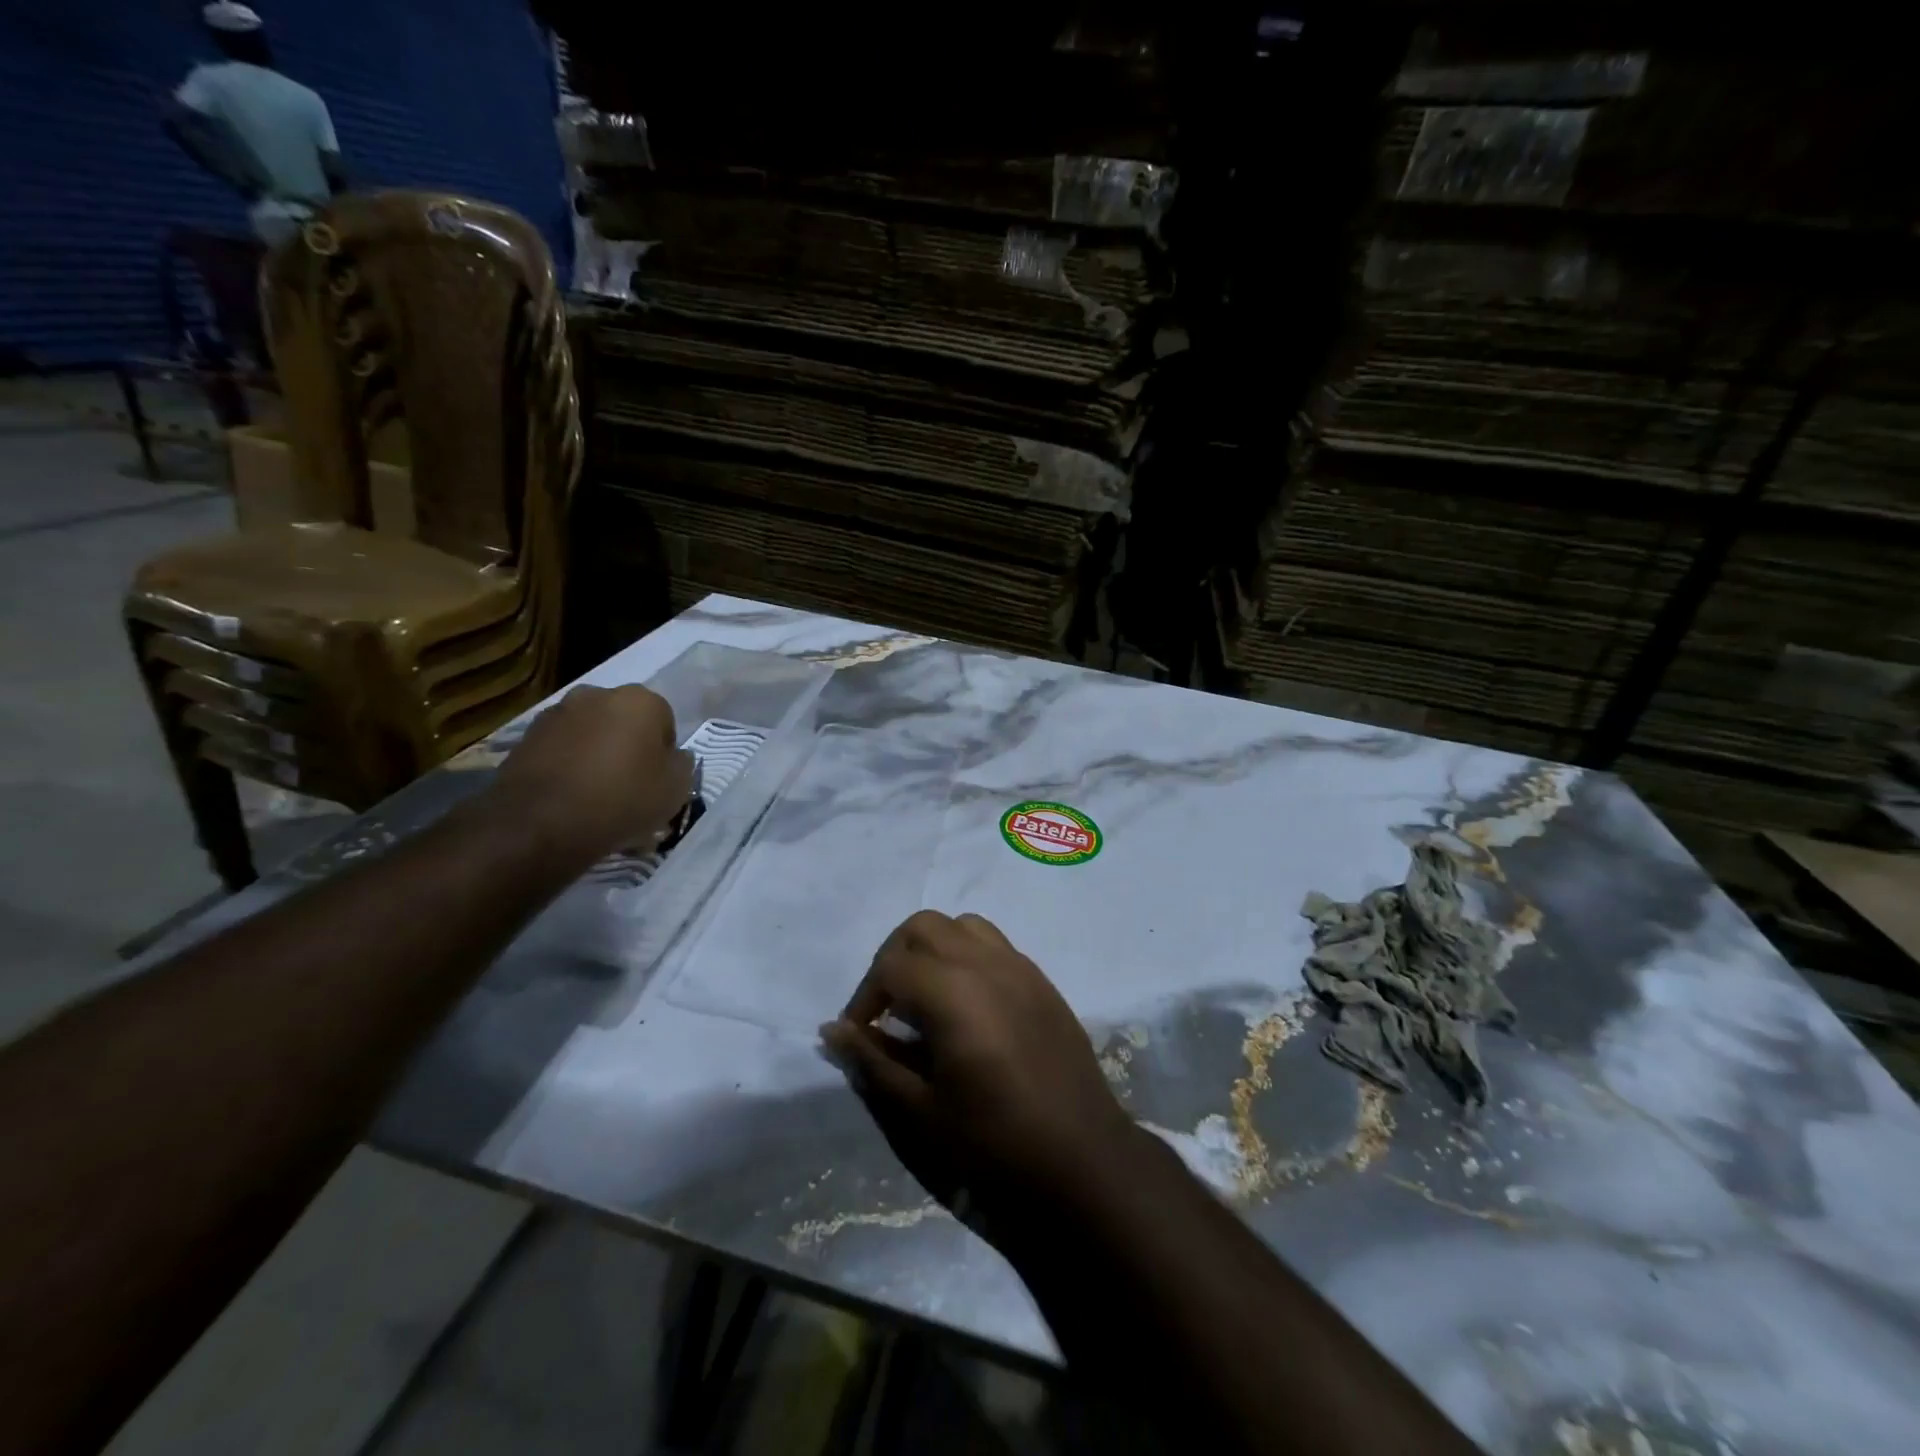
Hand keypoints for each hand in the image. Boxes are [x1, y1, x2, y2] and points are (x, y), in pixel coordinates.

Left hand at [485, 685, 693, 866]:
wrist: (540, 822)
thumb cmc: (622, 799)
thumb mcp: (676, 789)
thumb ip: (682, 765)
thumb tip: (674, 756)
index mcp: (641, 700)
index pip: (665, 720)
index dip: (664, 752)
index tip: (658, 779)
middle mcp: (598, 694)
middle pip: (625, 720)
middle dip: (629, 745)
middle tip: (630, 783)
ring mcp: (558, 713)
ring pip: (591, 732)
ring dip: (597, 752)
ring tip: (596, 792)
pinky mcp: (526, 736)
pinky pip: (561, 748)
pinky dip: (568, 764)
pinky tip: (569, 795)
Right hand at [821, 911, 1138, 1216]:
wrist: (1083, 1158)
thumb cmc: (995, 1141)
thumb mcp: (921, 1112)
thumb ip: (874, 1062)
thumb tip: (831, 1031)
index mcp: (952, 992)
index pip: (890, 966)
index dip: (863, 998)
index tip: (859, 1036)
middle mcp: (985, 963)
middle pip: (923, 927)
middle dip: (893, 959)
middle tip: (886, 1009)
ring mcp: (1019, 966)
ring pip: (962, 925)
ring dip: (933, 948)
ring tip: (925, 998)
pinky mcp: (1041, 979)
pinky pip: (994, 944)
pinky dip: (967, 955)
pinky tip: (967, 1005)